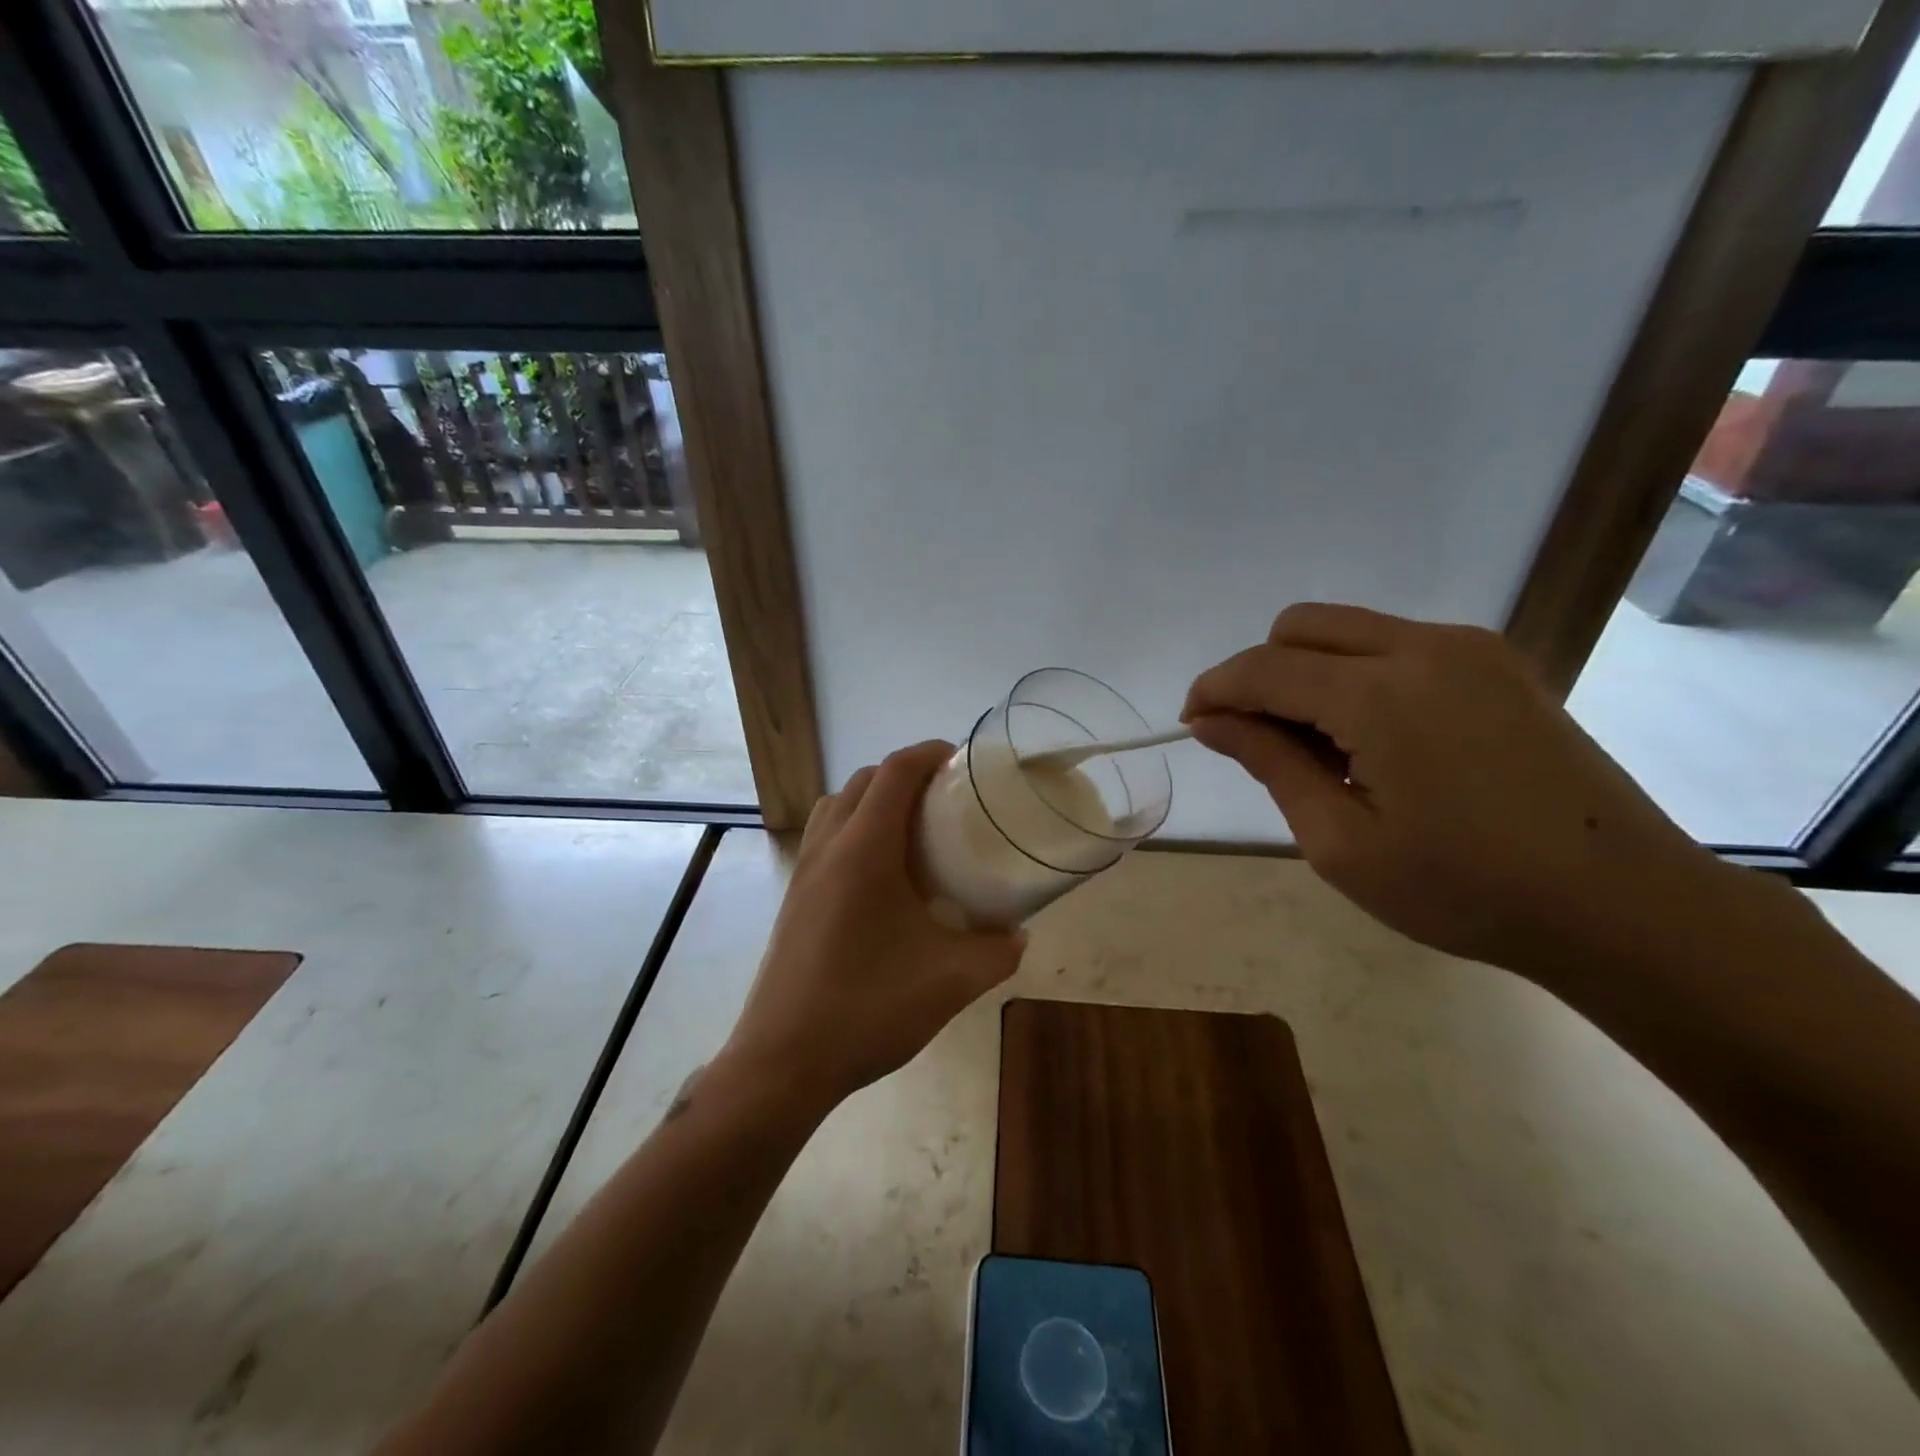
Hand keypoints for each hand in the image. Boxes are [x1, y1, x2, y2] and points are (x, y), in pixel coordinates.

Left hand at [721, 741, 1027, 1113]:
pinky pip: (824, 837)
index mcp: (865, 850)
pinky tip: (881, 877)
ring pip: (838, 806)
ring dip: (874, 799)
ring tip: (913, 830)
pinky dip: (854, 829)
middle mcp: (828, 847)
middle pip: (864, 780)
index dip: (930, 753)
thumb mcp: (951, 981)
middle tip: (946, 798)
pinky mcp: (792, 897)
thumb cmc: (868, 1009)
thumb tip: (1018, 934)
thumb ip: (997, 952)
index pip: (895, 772)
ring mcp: (803, 872)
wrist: (783, 1061)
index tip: (963, 761)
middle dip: (905, 774)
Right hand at [1183, 603, 1738, 981]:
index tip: (1193, 726)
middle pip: (1301, 626)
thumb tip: (1210, 721)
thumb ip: (1271, 763)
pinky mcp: (1497, 663)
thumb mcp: (1340, 842)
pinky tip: (1376, 740)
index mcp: (1378, 695)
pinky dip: (1358, 675)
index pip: (1263, 668)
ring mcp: (1468, 648)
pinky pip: (1396, 645)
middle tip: (1260, 741)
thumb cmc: (1465, 890)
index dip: (1215, 690)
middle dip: (1260, 673)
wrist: (1623, 906)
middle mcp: (1422, 648)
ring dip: (1309, 673)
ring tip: (1323, 750)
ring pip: (1348, 629)